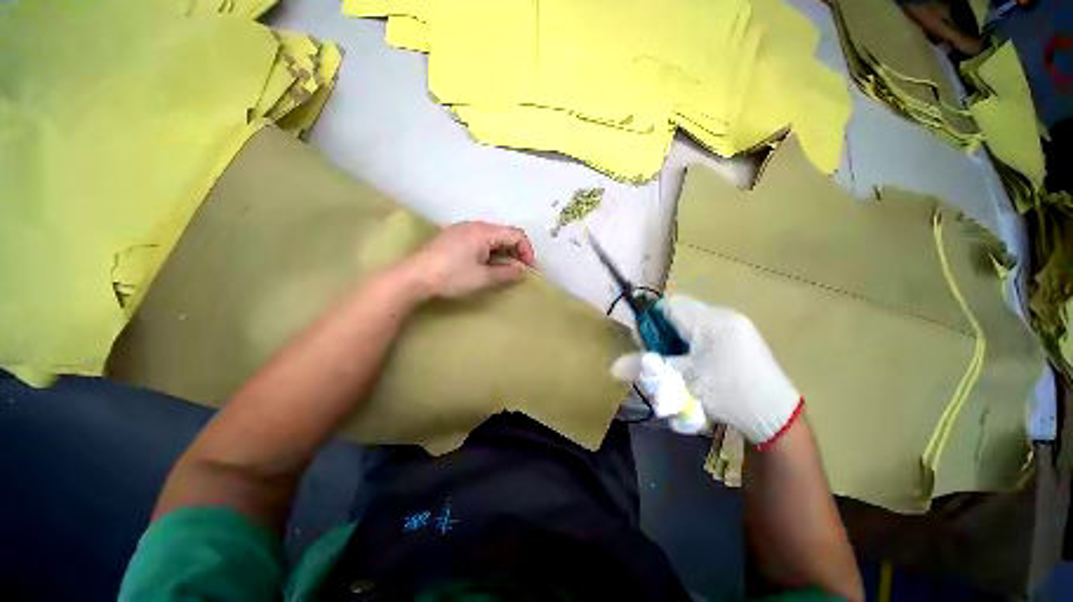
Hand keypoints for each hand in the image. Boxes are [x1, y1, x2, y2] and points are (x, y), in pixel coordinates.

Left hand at [402, 221, 535, 299]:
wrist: (413, 277)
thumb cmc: (451, 276)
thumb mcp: (483, 278)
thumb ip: (506, 274)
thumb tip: (522, 272)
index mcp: (484, 231)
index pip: (516, 235)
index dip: (527, 251)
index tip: (529, 270)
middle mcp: (474, 225)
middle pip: (504, 234)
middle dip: (516, 253)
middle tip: (518, 272)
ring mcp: (461, 230)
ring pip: (492, 238)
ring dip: (503, 253)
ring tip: (503, 271)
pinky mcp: (453, 238)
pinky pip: (479, 241)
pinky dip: (490, 253)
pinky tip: (485, 266)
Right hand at [612, 295, 802, 447]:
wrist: (778, 419)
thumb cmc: (726, 394)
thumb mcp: (681, 382)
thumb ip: (646, 369)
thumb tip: (612, 368)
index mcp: (709, 320)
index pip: (667, 305)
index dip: (651, 321)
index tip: (649, 345)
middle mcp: (723, 316)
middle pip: (679, 314)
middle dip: (665, 335)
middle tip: (665, 360)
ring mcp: (736, 326)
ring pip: (692, 324)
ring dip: (679, 342)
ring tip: (683, 367)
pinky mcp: (743, 338)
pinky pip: (708, 332)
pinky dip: (695, 346)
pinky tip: (701, 369)